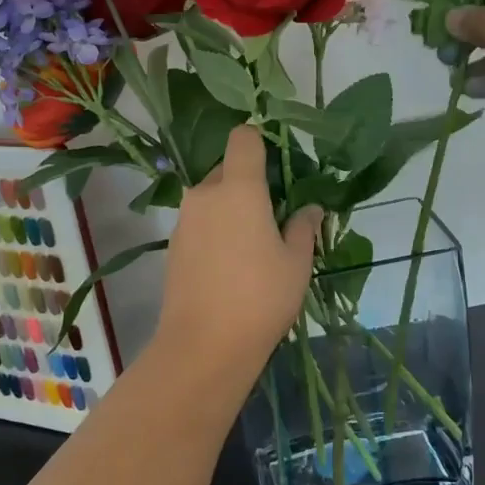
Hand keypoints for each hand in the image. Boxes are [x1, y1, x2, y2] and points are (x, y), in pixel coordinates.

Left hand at [153, 127, 321, 382]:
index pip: (244, 138)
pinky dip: (216, 229)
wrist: (204, 345)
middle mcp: (206, 194)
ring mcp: (184, 220)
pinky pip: (200, 222)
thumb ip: (303, 227)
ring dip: (231, 207)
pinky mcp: (173, 245)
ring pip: (212, 197)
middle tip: (273, 215)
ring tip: (254, 244)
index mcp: (239, 188)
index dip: (261, 142)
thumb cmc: (261, 297)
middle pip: (227, 169)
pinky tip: (231, 264)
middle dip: (249, 182)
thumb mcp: (297, 263)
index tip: (279, 167)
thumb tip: (310, 208)